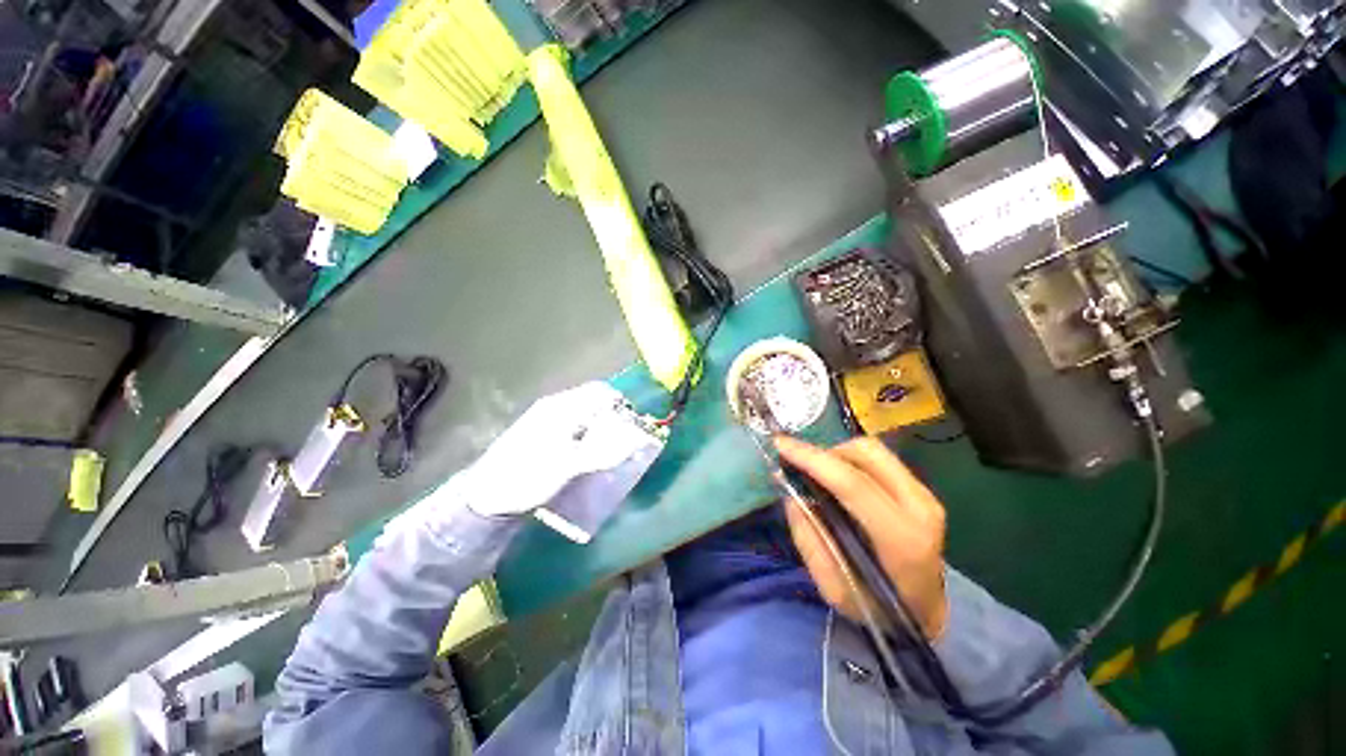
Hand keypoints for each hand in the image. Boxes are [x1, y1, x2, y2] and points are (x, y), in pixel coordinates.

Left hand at [465, 382, 648, 517]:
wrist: (485, 497)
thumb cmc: (527, 477)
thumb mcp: (567, 466)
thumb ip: (602, 451)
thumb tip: (636, 439)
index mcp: (561, 408)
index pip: (601, 392)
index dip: (621, 406)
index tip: (633, 428)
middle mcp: (556, 407)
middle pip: (594, 402)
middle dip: (613, 419)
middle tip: (623, 443)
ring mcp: (548, 419)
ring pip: (586, 415)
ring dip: (602, 429)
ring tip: (609, 452)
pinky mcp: (544, 433)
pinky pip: (576, 426)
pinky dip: (589, 436)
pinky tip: (589, 455)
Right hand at [776, 436, 948, 639]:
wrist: (927, 614)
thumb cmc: (878, 609)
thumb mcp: (833, 589)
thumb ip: (809, 539)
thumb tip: (791, 493)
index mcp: (901, 539)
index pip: (852, 483)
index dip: (812, 459)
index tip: (779, 444)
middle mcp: (920, 508)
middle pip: (867, 453)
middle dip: (826, 452)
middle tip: (803, 469)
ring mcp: (926, 495)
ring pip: (873, 449)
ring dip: (838, 454)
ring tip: (820, 475)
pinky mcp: (922, 490)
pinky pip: (879, 459)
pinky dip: (851, 460)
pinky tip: (839, 479)